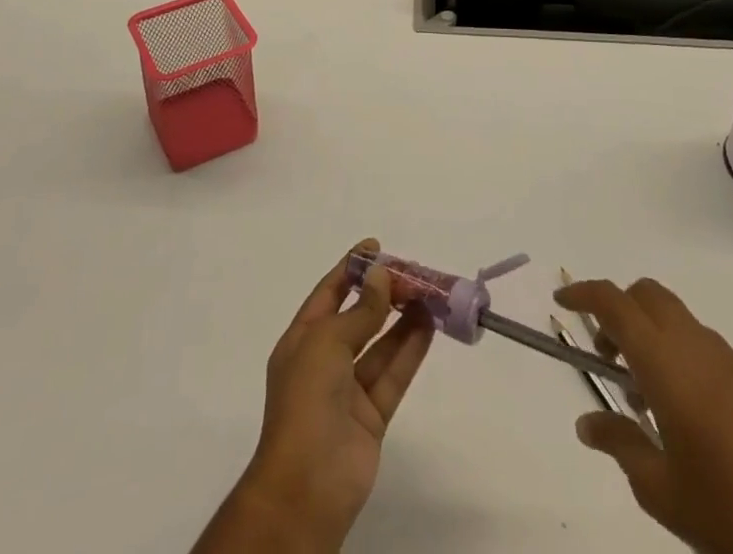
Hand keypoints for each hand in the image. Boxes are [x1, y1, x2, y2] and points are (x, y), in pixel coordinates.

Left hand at [194, 240, 434, 553]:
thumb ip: (360, 311)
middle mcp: (325, 360)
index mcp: (302, 339)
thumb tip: (381, 276)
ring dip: (403, 318)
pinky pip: (394, 373)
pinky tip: (430, 325)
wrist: (307, 487)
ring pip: (381, 344)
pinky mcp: (372, 415)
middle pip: (359, 316)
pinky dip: (411, 348)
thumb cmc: (306, 401)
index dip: (352, 268)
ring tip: (430, 293)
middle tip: (414, 273)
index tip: (377, 247)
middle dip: (384, 293)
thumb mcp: (327, 343)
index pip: (329, 292)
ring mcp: (349, 390)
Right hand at [556, 278, 732, 553]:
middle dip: (620, 310)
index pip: (615, 303)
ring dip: (655, 338)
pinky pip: (712, 351)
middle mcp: (701, 348)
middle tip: (607, 356)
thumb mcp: (664, 493)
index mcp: (669, 365)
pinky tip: (696, 423)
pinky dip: (687, 361)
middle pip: (649, 296)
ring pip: (681, 323)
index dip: (584, 294)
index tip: (562, 303)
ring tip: (649, 403)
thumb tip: (588, 423)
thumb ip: (621, 446)